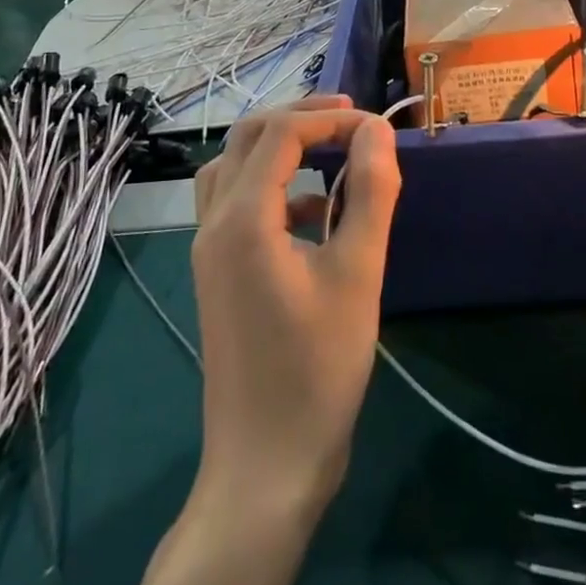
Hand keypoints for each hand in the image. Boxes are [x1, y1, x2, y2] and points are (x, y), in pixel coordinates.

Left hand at [190, 95, 401, 527]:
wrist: (266, 466)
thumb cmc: (317, 369)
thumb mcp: (358, 274)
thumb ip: (370, 193)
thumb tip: (377, 132)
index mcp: (242, 218)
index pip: (281, 134)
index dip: (330, 120)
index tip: (377, 129)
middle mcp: (214, 223)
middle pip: (246, 138)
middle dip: (299, 118)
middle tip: (351, 119)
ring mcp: (209, 250)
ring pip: (233, 167)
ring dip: (278, 147)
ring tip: (329, 149)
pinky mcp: (218, 273)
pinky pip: (236, 204)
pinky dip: (273, 187)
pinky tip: (316, 212)